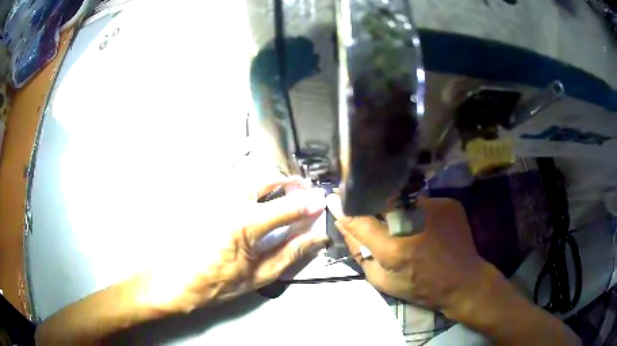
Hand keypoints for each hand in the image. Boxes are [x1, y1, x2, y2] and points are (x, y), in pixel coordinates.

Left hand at [148, 173, 328, 312]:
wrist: (174, 280)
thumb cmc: (216, 283)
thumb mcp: (257, 275)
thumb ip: (290, 253)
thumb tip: (317, 237)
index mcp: (244, 223)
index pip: (287, 206)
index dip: (309, 203)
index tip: (322, 202)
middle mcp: (228, 199)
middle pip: (267, 177)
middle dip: (289, 182)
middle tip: (301, 193)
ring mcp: (213, 193)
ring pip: (249, 174)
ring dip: (270, 181)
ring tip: (281, 194)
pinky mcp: (203, 194)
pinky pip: (230, 178)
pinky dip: (249, 182)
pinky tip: (252, 196)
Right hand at [326, 194, 485, 312]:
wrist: (463, 281)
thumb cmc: (420, 287)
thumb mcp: (382, 281)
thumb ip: (360, 253)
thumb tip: (342, 225)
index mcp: (394, 248)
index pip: (358, 219)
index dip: (344, 208)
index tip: (333, 197)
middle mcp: (413, 222)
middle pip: (380, 201)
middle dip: (370, 204)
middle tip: (370, 211)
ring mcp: (434, 208)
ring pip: (402, 199)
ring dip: (396, 208)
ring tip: (404, 223)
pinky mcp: (448, 204)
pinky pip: (422, 201)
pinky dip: (417, 210)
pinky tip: (424, 225)